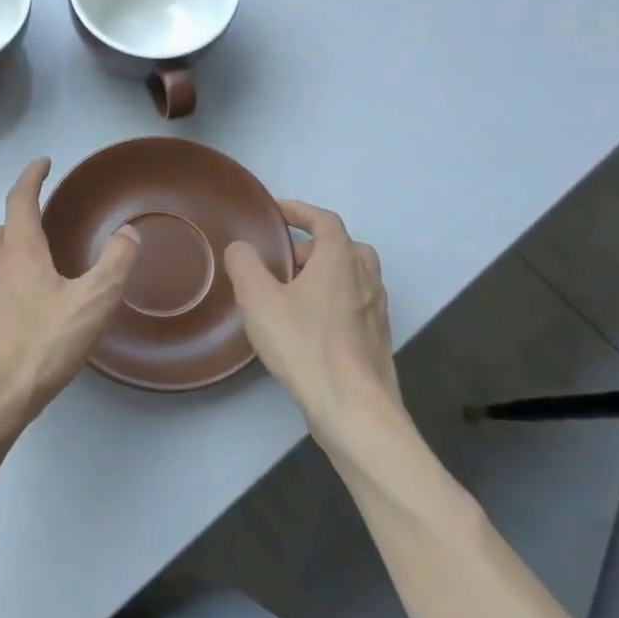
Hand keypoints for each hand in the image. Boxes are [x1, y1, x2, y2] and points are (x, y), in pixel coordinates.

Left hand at [0, 158, 138, 463]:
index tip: (43, 163)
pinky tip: (20, 317)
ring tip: (38, 278)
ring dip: (10, 258)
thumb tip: (128, 232)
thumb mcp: (92, 305)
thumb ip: (114, 264)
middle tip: (45, 231)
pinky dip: (1, 289)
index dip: (32, 177)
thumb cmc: (40, 347)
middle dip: (20, 222)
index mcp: (18, 253)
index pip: (20, 200)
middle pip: (0, 231)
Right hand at [223, 202, 410, 464]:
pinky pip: (354, 305)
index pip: (324, 220)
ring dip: (324, 275)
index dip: (299, 210)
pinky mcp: (376, 339)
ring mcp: (376, 310)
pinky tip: (308, 326)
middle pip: (344, 247)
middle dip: (312, 246)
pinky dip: (332, 301)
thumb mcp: (259, 300)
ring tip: (291, 293)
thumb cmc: (304, 345)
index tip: (275, 211)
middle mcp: (366, 278)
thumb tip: (242, 248)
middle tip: (282, 260)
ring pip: (352, 277)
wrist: (353, 407)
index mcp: (341, 259)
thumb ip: (245, 265)